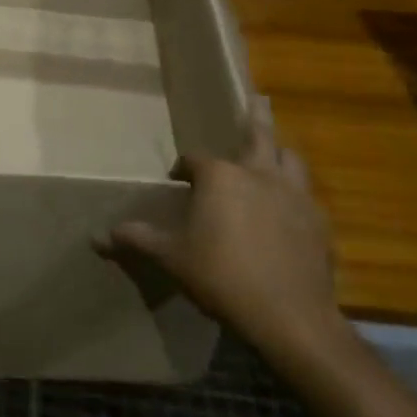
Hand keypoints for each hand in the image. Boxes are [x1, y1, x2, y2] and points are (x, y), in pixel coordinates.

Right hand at [100, 98, 341, 360]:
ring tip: (275, 154)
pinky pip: (306, 196)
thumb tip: (98, 236)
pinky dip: (295, 194)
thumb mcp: (171, 258)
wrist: (290, 318)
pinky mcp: (319, 222)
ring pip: (290, 159)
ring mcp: (294, 196)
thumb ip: (138, 239)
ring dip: (280, 153)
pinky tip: (290, 210)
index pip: (195, 160)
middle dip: (256, 116)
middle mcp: (258, 174)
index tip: (178, 182)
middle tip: (259, 98)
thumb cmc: (222, 277)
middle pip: (258, 135)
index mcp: (220, 177)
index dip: (184, 169)